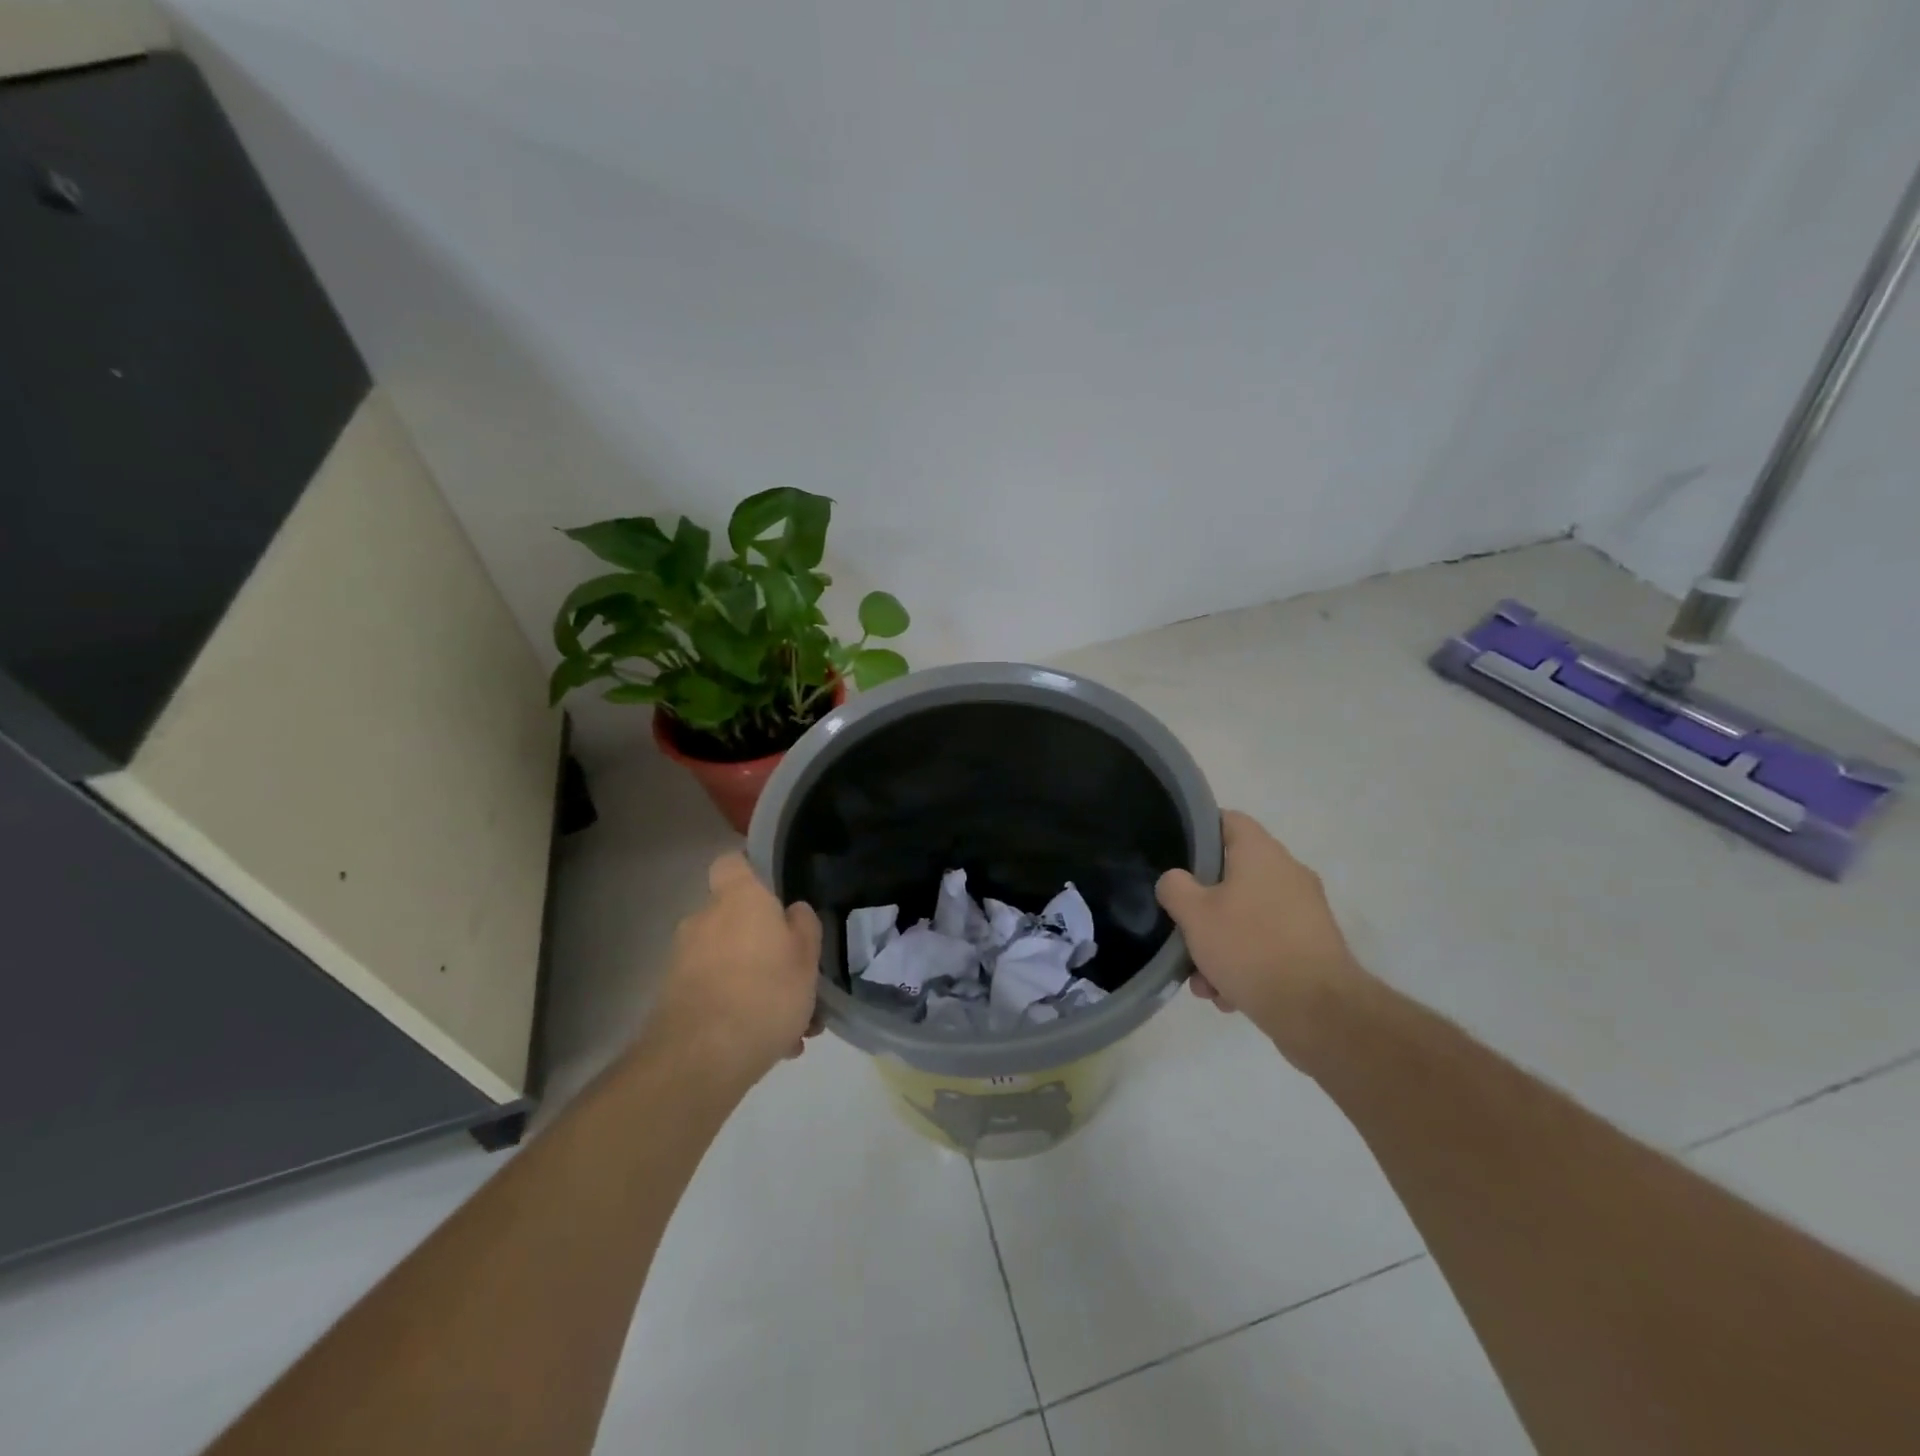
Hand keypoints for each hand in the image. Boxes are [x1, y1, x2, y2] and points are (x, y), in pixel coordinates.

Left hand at [649, 853, 822, 1085]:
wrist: (700, 1060)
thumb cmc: (766, 993)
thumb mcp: (807, 958)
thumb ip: (803, 927)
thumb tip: (792, 912)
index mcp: (739, 900)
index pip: (732, 863)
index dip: (751, 872)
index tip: (774, 894)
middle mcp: (704, 921)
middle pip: (735, 920)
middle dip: (763, 946)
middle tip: (795, 978)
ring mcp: (683, 960)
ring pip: (729, 963)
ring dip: (756, 986)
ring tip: (792, 1027)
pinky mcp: (673, 999)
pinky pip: (716, 994)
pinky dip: (739, 1012)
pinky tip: (772, 1048)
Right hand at [1156, 811, 1364, 1053]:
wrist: (1318, 1012)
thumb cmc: (1250, 948)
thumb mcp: (1194, 914)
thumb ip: (1174, 887)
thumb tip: (1175, 881)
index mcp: (1261, 852)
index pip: (1226, 820)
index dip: (1196, 833)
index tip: (1174, 858)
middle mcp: (1287, 873)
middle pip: (1231, 876)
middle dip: (1202, 909)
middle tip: (1182, 933)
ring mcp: (1304, 911)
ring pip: (1246, 916)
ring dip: (1219, 945)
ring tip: (1204, 983)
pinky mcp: (1312, 947)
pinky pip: (1267, 944)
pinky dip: (1245, 964)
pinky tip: (1229, 996)